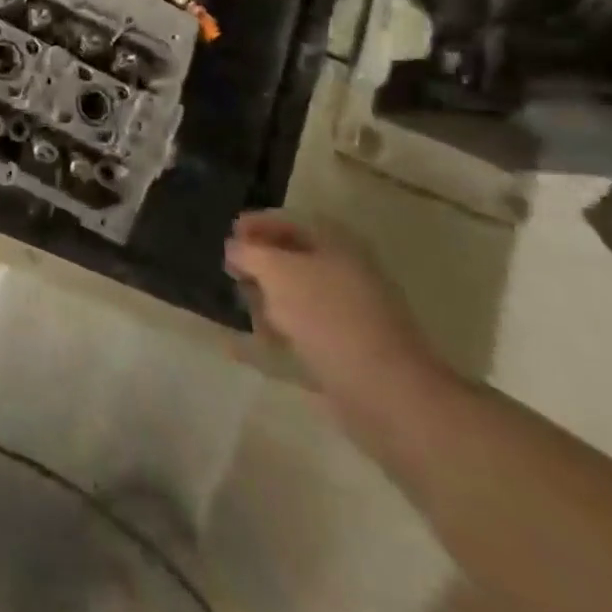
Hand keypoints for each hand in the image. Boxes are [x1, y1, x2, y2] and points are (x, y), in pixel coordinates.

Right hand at [224, 211, 448, 422]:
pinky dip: (279, 331)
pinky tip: (254, 345)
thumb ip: (248, 252)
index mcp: (335, 241)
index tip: (226, 240)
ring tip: (249, 315)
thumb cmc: (327, 316)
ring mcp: (349, 310)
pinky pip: (304, 328)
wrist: (385, 391)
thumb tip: (234, 248)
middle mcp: (345, 269)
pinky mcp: (347, 346)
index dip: (254, 225)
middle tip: (233, 276)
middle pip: (291, 257)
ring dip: (267, 301)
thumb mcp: (276, 271)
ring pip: (296, 294)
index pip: (287, 220)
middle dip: (259, 266)